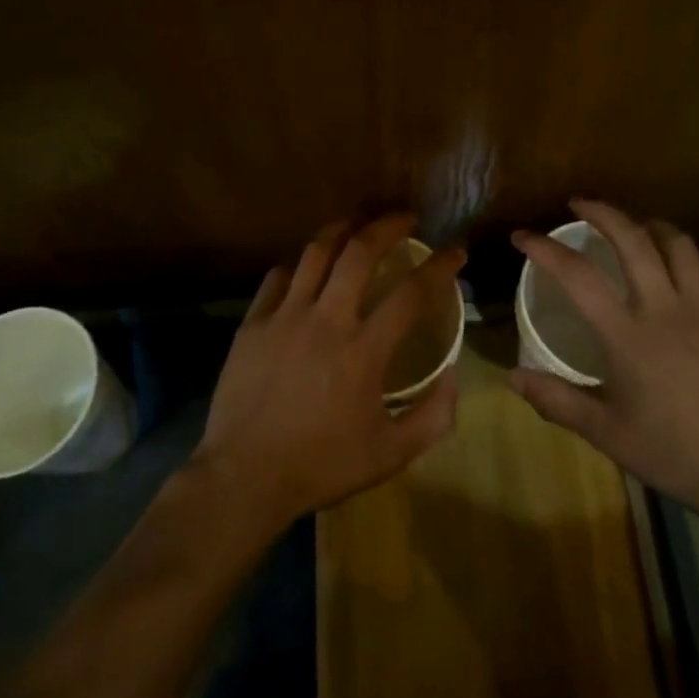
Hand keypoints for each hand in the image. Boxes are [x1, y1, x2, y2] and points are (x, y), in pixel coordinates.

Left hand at [192, 215, 462, 533]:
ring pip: (315, 252)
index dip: (440, 266)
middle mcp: (326, 320)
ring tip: (357, 224)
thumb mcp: (389, 455)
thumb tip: (454, 376)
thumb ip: (432, 417)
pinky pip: (278, 277)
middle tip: (406, 219)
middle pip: (359, 252)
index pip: (412, 293)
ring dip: (342, 230)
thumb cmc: (320, 466)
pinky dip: (299, 266)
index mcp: (363, 351)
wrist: (243, 478)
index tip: (455, 251)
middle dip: (388, 226)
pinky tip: (307, 270)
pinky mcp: (253, 323)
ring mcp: (284, 317)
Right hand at [509, 200, 698, 551]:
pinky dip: (688, 262)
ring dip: (650, 226)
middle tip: (579, 204)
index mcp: (627, 335)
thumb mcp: (606, 434)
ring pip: (678, 245)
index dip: (545, 248)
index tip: (522, 236)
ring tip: (634, 227)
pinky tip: (679, 274)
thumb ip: (557, 401)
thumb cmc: (672, 453)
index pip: (576, 276)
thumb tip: (512, 376)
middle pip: (633, 239)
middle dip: (602, 212)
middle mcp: (665, 309)